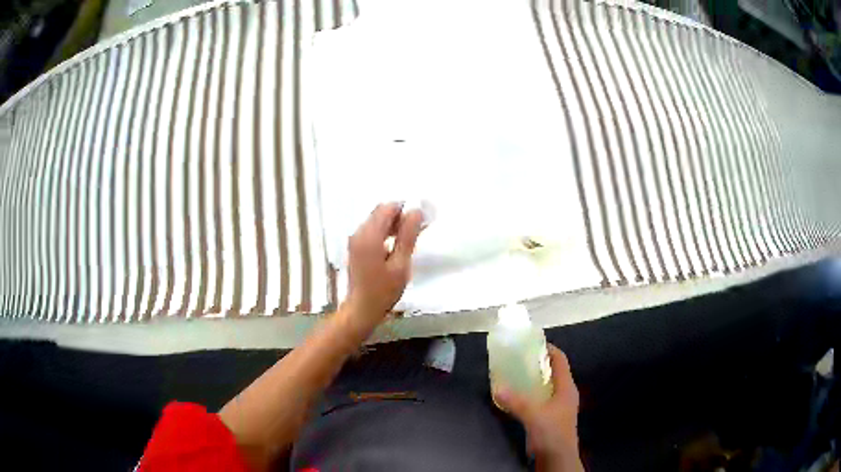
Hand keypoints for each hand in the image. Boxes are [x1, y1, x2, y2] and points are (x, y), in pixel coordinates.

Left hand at [344, 202, 423, 328]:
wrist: (361, 310)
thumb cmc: (383, 291)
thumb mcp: (400, 265)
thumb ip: (408, 236)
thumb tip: (416, 211)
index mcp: (369, 236)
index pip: (388, 208)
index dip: (406, 209)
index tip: (421, 220)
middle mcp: (359, 233)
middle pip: (381, 212)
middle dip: (400, 216)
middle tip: (418, 230)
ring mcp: (355, 240)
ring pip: (377, 220)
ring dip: (394, 224)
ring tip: (409, 239)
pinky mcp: (356, 247)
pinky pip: (372, 230)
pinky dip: (386, 232)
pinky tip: (396, 246)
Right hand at [495, 345, 583, 471]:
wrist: (558, 458)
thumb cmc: (551, 433)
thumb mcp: (533, 415)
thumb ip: (516, 401)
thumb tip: (497, 388)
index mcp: (566, 388)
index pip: (560, 360)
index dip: (548, 349)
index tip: (531, 343)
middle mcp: (565, 394)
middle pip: (553, 371)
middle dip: (537, 364)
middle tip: (517, 358)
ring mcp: (559, 406)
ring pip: (547, 386)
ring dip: (533, 379)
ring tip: (514, 375)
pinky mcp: (552, 417)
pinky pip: (542, 398)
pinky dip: (531, 394)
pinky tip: (517, 397)